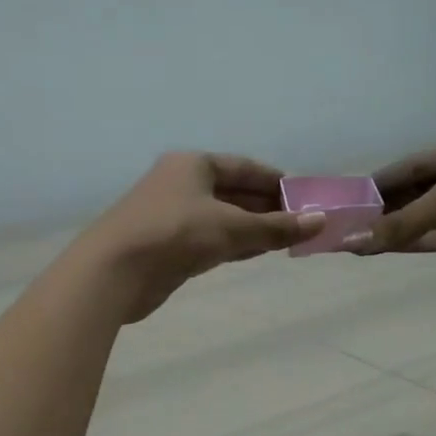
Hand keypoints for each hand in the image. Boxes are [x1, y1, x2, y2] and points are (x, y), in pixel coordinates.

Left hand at [80, 152, 321, 321]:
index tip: (304, 195)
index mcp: (193, 164)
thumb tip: (321, 222)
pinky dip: (233, 243)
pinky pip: (209, 239)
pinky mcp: (167, 246)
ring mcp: (172, 215)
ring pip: (221, 217)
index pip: (243, 167)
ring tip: (287, 239)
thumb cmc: (174, 234)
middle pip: (233, 191)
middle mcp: (181, 184)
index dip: (275, 180)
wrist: (114, 271)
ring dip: (252, 227)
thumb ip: (276, 227)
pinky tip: (256, 252)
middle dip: (266, 206)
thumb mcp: (231, 227)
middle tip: (301, 221)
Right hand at [355, 130, 435, 277]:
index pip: (408, 166)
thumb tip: (357, 239)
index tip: (346, 200)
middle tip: (343, 225)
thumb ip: (405, 220)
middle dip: (380, 208)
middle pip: (413, 192)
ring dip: (392, 229)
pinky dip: (412, 244)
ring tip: (353, 241)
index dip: (377, 182)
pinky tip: (382, 250)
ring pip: (422, 219)